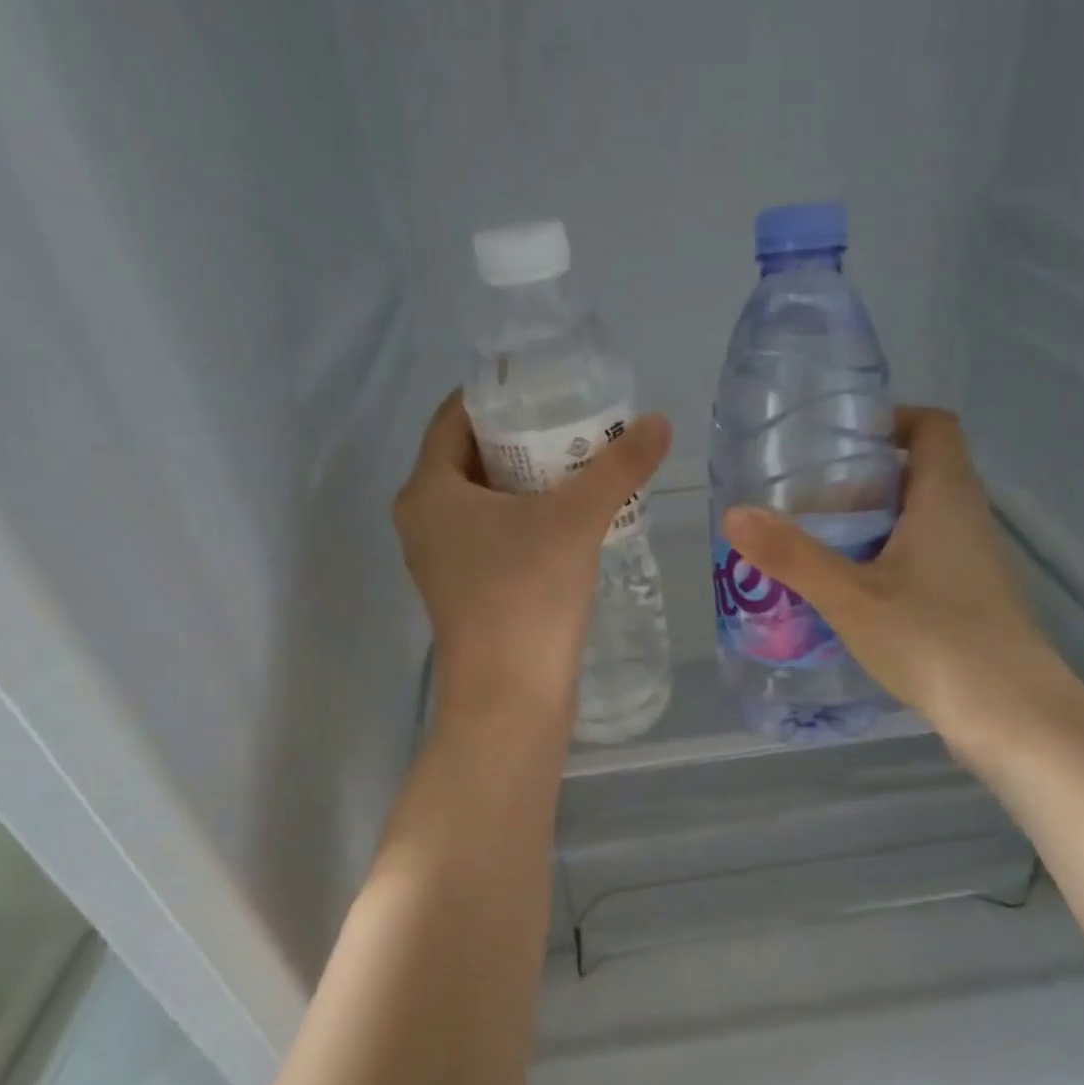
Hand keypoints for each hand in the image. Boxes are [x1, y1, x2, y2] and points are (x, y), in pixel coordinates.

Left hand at [394, 391, 671, 721]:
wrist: (511, 697)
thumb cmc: (528, 595)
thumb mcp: (576, 520)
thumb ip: (619, 467)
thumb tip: (659, 421)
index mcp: (428, 490)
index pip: (455, 417)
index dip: (500, 395)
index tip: (548, 386)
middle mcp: (424, 521)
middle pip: (471, 457)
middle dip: (522, 439)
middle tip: (576, 425)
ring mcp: (442, 561)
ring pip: (484, 501)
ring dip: (527, 482)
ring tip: (581, 467)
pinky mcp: (466, 592)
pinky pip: (493, 536)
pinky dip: (525, 520)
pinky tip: (570, 521)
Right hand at [722, 406, 1082, 756]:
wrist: (1010, 714)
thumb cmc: (932, 640)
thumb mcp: (850, 597)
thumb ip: (792, 556)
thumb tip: (735, 514)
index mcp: (947, 498)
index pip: (933, 426)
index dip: (891, 421)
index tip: (841, 443)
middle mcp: (968, 519)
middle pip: (920, 473)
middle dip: (865, 479)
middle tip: (808, 500)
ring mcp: (974, 562)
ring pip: (921, 519)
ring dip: (874, 524)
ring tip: (819, 545)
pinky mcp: (971, 599)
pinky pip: (925, 557)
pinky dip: (888, 559)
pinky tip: (852, 593)